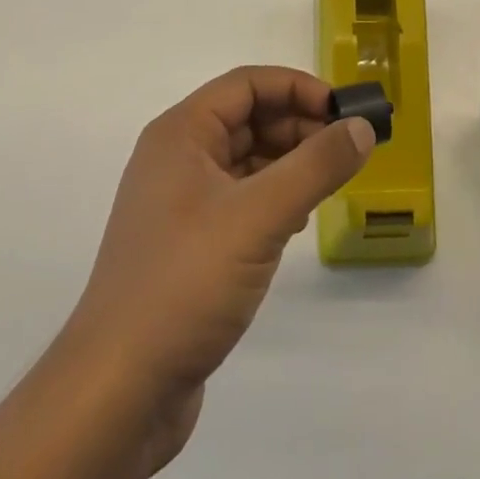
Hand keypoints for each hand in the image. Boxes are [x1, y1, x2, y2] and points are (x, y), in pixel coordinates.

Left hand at [64, 67, 374, 466]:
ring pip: (247, 161)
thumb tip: (362, 127)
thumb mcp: (259, 216)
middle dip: (299, 126)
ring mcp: (181, 204)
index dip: (297, 88)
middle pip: (249, 118)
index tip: (343, 110)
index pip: (247, 84)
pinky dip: (274, 199)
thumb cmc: (185, 282)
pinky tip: (298, 222)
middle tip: (347, 149)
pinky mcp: (189, 246)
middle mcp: (178, 158)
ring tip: (330, 183)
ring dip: (290, 164)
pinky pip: (241, 200)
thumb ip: (316, 166)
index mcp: (181, 133)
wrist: (117, 394)